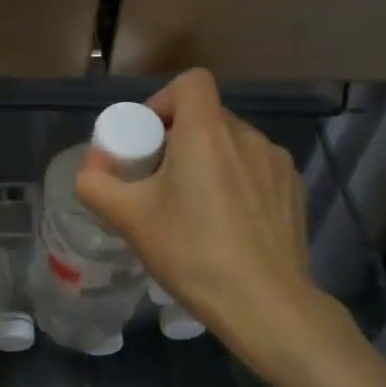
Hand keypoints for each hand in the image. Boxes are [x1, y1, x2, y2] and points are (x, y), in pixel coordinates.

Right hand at [75, 69, 347, 371]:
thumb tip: (91, 167)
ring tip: (196, 207)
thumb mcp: (129, 218)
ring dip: (210, 161)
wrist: (265, 305)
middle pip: (207, 115)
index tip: (149, 138)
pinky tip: (229, 224)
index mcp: (207, 132)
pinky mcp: (294, 189)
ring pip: (232, 144)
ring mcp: (276, 162)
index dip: (164, 100)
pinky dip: (238, 181)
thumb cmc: (192, 252)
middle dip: (180, 138)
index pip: (191, 82)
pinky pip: (256, 168)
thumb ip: (95, 184)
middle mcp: (247, 135)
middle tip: (161, 181)